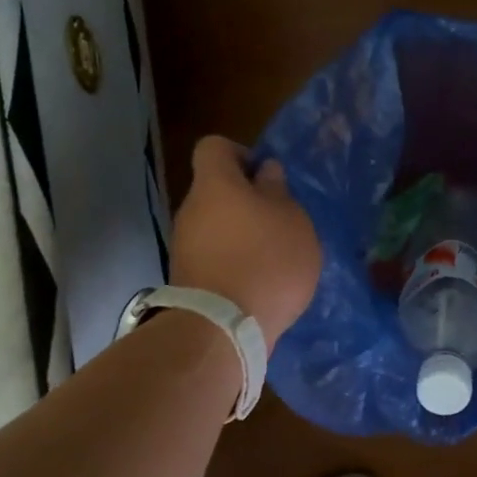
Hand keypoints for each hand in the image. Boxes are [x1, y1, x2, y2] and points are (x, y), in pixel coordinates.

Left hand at [171, 136, 320, 352]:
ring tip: (273, 258)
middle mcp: (191, 209)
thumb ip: (278, 191)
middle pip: (216, 190)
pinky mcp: (187, 278)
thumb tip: (265, 172)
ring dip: (241, 234)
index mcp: (215, 184)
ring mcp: (184, 246)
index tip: (267, 178)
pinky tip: (258, 283)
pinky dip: (234, 262)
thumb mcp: (292, 219)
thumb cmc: (266, 261)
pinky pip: (213, 256)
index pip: (214, 147)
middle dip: (247, 200)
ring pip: (215, 225)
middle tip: (280, 222)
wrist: (223, 329)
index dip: (241, 154)